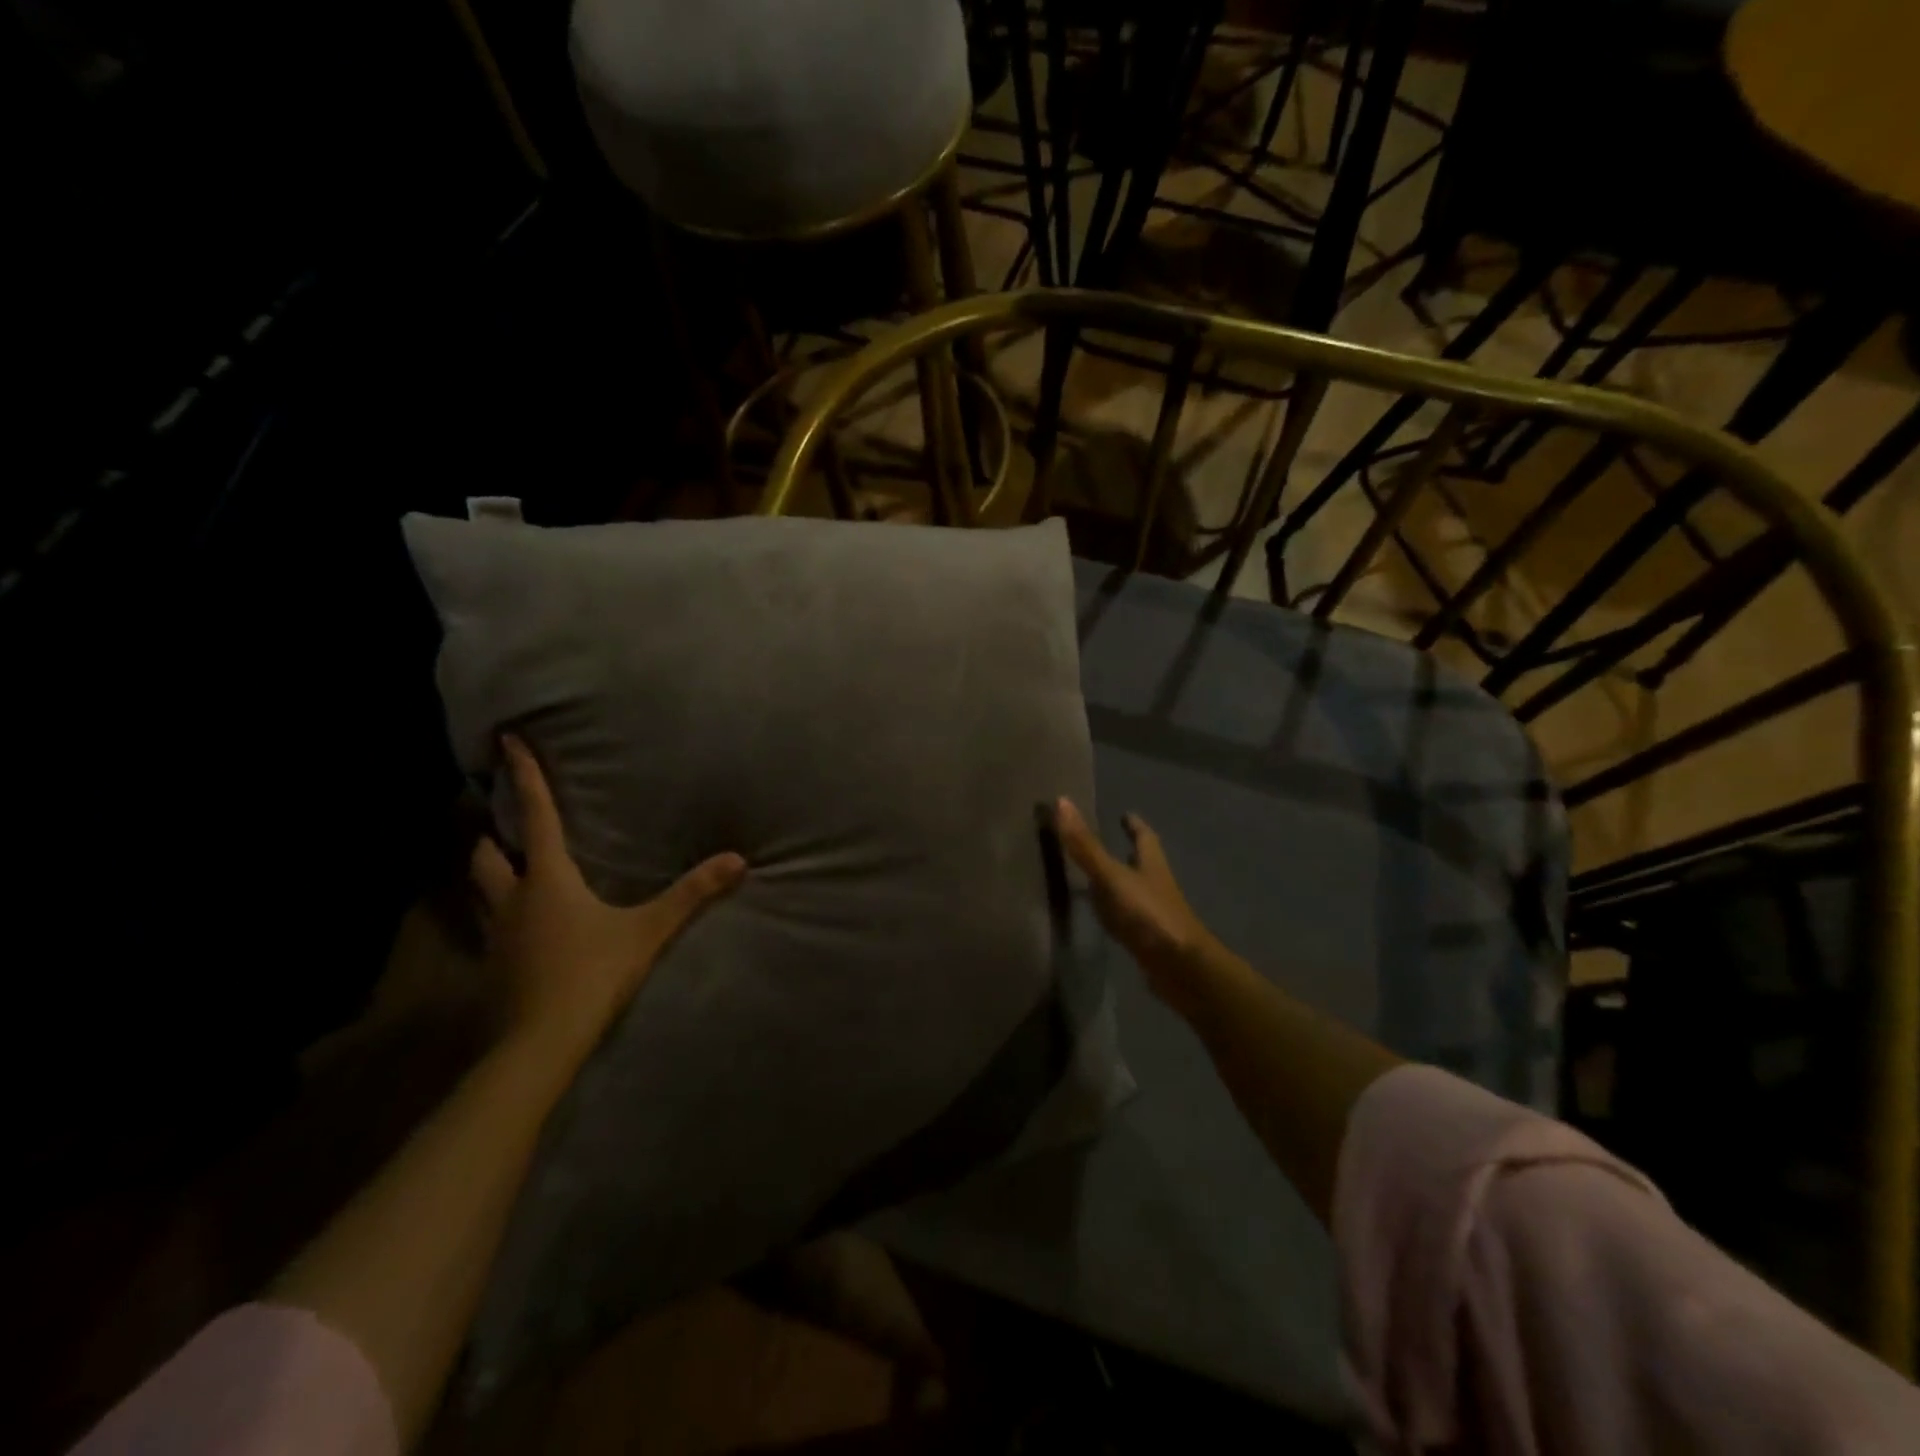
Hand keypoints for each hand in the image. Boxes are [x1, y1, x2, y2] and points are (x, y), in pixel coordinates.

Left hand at [471, 735, 745, 1067]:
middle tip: (500, 823)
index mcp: (548, 879)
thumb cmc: (593, 973)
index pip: (536, 816)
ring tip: (507, 867)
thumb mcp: (648, 930)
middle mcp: (513, 900)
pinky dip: (500, 914)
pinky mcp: (493, 968)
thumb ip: (691, 894)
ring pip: (481, 892)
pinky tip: (521, 928)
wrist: (541, 1043)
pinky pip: (490, 928)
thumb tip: (738, 860)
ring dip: (490, 873)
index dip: (525, 777)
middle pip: (487, 855)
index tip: (505, 741)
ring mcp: (496, 936)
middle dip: (492, 834)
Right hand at [1054, 798, 1221, 1000]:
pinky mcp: (1147, 940)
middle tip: (1105, 843)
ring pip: (1134, 891)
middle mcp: (1155, 885)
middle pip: (1141, 863)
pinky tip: (1102, 917)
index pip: (1145, 837)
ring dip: (1119, 883)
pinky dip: (1114, 913)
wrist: (1181, 968)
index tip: (1126, 815)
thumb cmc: (1149, 914)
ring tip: (1095, 877)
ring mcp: (1153, 914)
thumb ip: (1086, 845)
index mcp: (1151, 864)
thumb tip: (1062, 801)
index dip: (1135, 825)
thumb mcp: (1112, 876)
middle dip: (1126, 853)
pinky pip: (1127, 919)